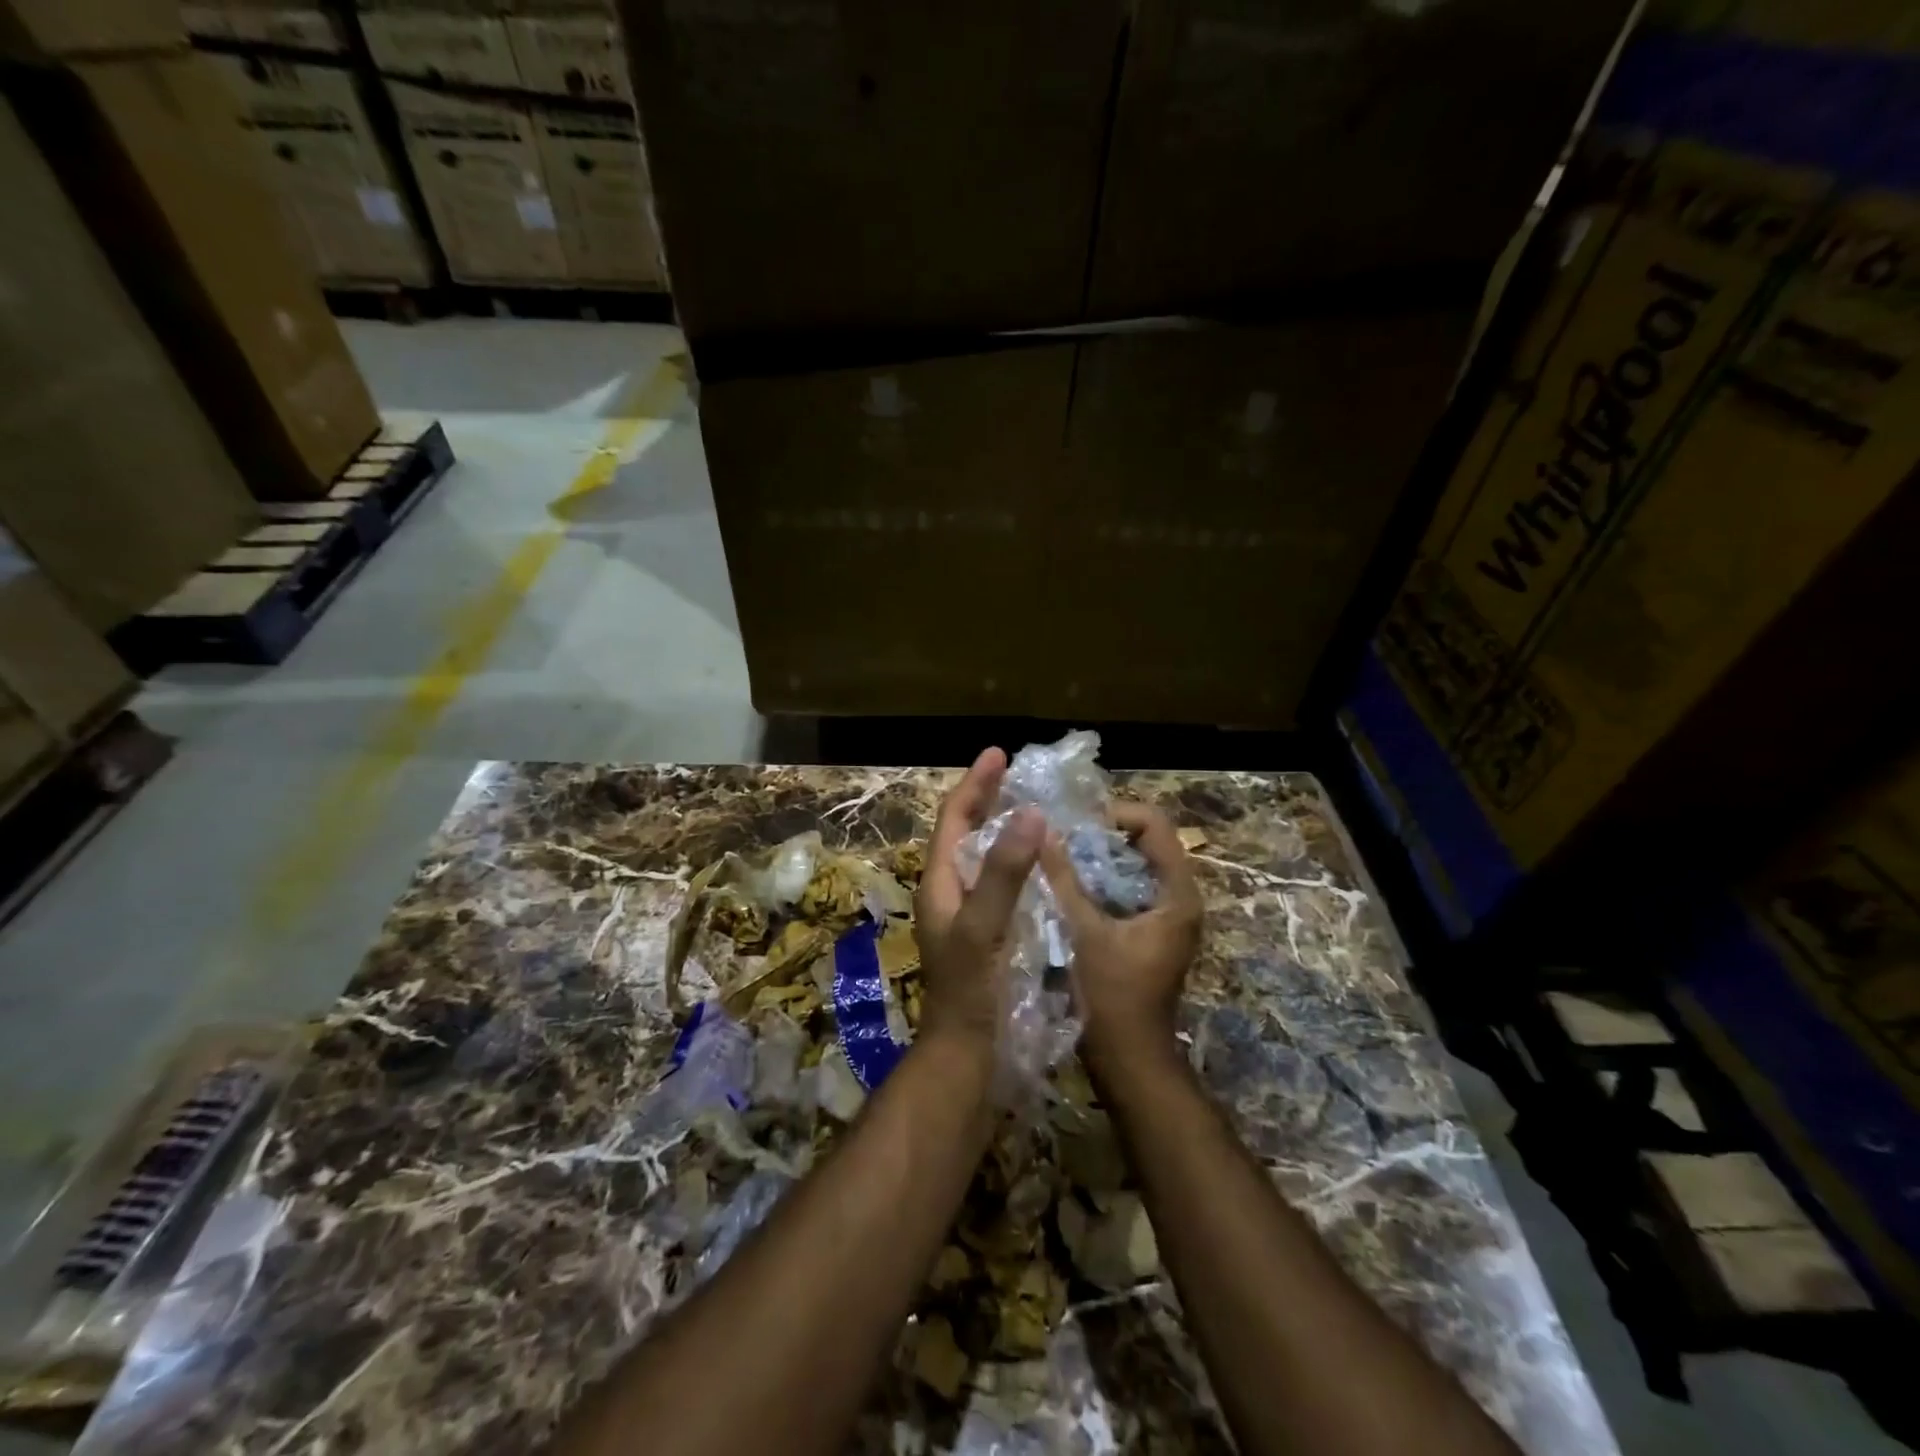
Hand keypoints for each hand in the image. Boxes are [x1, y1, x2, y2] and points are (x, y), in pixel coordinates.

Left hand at [915, 747, 1044, 1047]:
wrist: (966, 1056)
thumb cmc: (970, 992)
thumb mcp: (984, 928)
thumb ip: (1003, 872)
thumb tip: (1030, 813)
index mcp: (940, 883)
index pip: (954, 818)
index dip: (975, 784)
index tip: (999, 754)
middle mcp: (950, 892)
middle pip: (966, 832)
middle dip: (988, 799)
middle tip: (1019, 775)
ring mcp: (967, 914)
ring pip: (984, 856)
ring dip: (1004, 828)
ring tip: (1034, 807)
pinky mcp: (987, 933)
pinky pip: (1001, 881)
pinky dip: (1018, 861)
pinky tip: (1043, 864)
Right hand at [1040, 803, 1201, 1065]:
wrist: (1129, 1062)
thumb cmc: (1111, 997)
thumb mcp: (1083, 933)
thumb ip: (1063, 879)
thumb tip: (1042, 831)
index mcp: (1177, 894)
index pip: (1155, 824)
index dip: (1115, 813)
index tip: (1075, 824)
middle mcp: (1180, 899)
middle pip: (1145, 842)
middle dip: (1102, 835)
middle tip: (1060, 838)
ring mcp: (1166, 917)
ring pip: (1133, 867)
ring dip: (1098, 858)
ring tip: (1058, 858)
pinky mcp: (1150, 932)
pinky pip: (1127, 889)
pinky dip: (1100, 881)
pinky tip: (1066, 887)